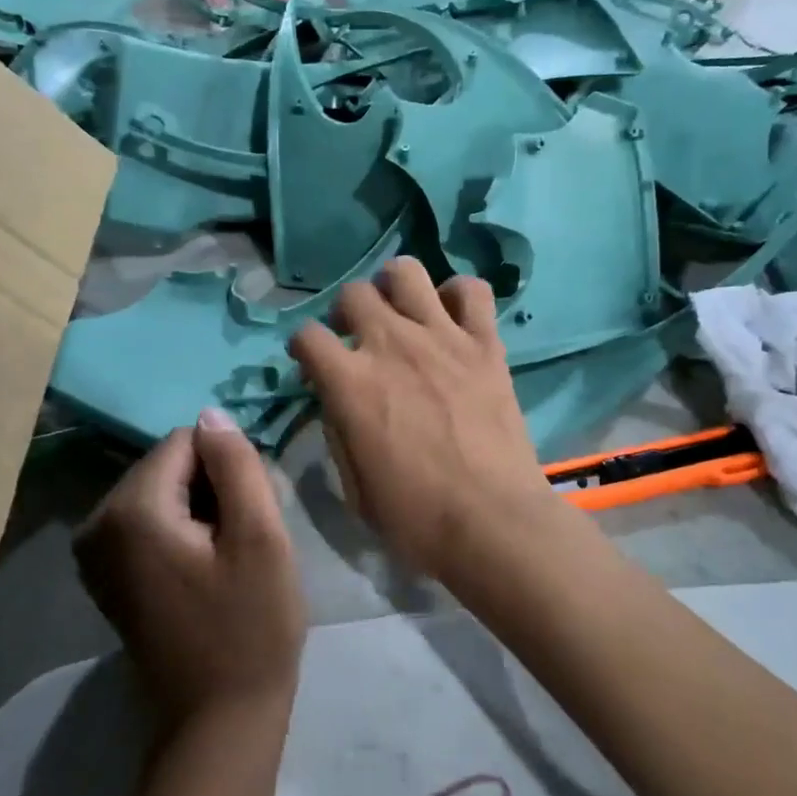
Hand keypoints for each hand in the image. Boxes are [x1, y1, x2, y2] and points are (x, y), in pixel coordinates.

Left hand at [75, 411, 306, 730]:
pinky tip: (206, 572)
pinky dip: (183, 533)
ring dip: (202, 512)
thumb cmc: (249, 628)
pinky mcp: (107, 575)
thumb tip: (209, 413)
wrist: (219, 722)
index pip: (187, 441)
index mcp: (130, 509)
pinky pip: (150, 523)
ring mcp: (95, 553)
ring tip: (228, 560)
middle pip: (169, 465)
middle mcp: (97, 523)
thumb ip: (236, 463)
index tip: (251, 516)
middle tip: (244, 542)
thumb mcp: (260, 537)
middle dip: (213, 489)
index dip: (228, 469)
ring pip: (163, 492)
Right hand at [288, 257, 562, 581]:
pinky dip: (458, 296)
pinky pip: (472, 291)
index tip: (313, 366)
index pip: (306, 335)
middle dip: (346, 314)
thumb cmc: (415, 518)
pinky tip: (453, 320)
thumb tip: (339, 402)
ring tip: (401, 315)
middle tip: (358, 340)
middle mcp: (391, 345)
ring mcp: (442, 338)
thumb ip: (339, 431)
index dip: (303, 349)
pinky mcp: (486, 344)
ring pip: (406, 272)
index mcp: (350, 383)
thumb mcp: (353, 486)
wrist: (493, 523)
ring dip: (394, 288)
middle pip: (354, 293)